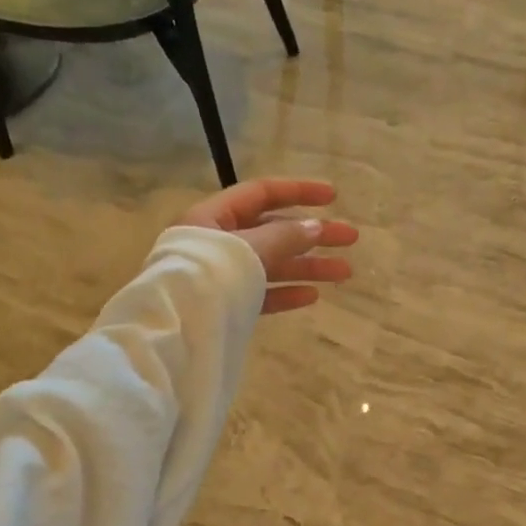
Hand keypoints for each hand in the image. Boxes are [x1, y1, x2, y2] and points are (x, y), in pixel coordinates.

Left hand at [180, 178, 358, 314]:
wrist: (175, 333)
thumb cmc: (208, 277)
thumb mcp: (250, 248)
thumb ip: (285, 236)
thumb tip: (316, 227)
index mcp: (213, 217)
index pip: (261, 194)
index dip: (299, 192)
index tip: (333, 198)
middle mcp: (217, 242)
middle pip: (273, 230)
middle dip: (313, 234)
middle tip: (351, 238)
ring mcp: (222, 276)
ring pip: (272, 265)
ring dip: (308, 266)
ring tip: (345, 272)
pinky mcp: (226, 306)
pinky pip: (260, 294)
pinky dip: (285, 293)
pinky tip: (312, 296)